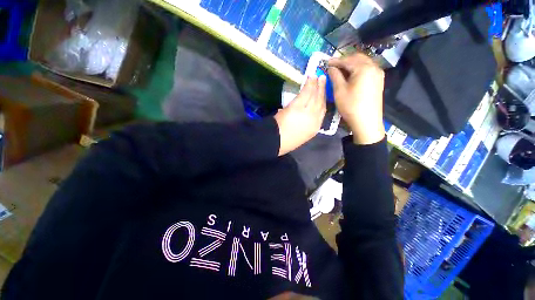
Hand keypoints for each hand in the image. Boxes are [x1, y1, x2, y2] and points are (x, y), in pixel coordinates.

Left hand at [274, 76, 326, 155]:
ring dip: (316, 85)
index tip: (323, 93)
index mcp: (314, 129)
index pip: (322, 112)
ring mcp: (307, 113)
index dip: (323, 100)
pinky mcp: (298, 107)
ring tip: (317, 77)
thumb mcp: (299, 134)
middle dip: (322, 90)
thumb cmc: (285, 141)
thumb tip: (300, 112)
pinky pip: (305, 94)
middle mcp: (314, 120)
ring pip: (315, 97)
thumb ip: (302, 122)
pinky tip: (309, 78)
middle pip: (321, 102)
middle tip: (323, 80)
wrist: (275, 141)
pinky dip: (308, 85)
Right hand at [328, 53, 384, 144]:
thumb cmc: (351, 106)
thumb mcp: (339, 91)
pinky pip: (367, 69)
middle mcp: (373, 67)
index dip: (336, 61)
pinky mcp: (378, 81)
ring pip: (363, 63)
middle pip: (357, 58)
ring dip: (351, 64)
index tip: (326, 62)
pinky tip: (351, 75)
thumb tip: (331, 68)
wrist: (366, 121)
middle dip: (345, 60)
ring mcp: (378, 74)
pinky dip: (358, 69)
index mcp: (364, 68)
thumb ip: (335, 76)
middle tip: (333, 65)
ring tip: (340, 70)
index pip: (347, 60)